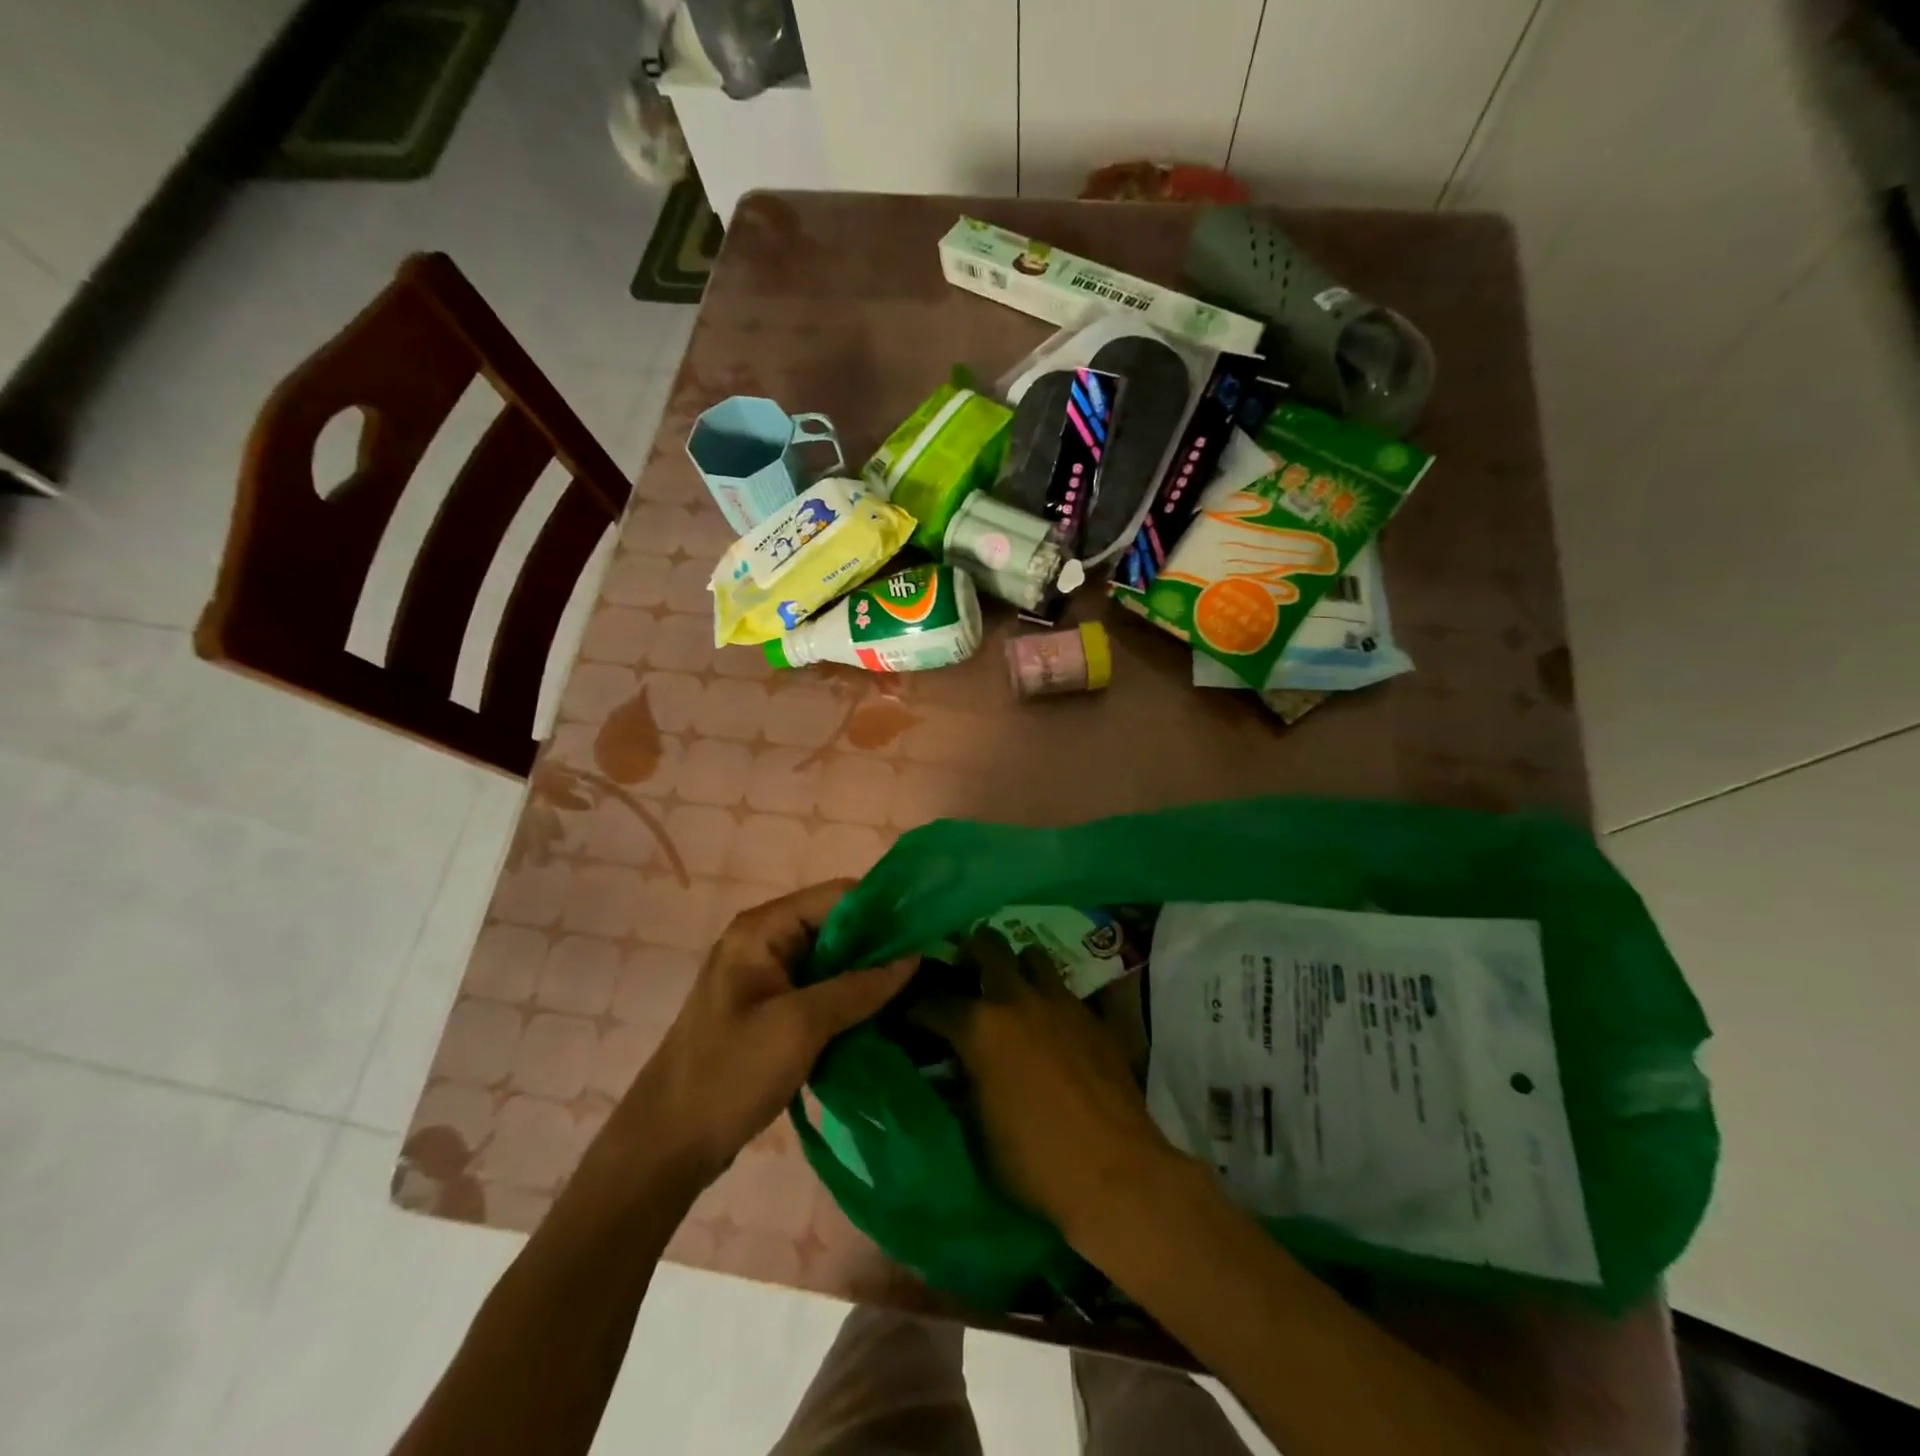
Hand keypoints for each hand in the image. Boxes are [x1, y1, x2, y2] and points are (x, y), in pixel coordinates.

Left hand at [625, 880, 915, 1188]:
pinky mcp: (773, 1010)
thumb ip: (859, 987)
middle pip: (837, 926)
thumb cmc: (728, 1074)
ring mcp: (768, 977)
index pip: (837, 896)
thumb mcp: (800, 1026)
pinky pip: (822, 990)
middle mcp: (765, 941)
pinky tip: (884, 1014)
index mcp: (762, 929)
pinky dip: (851, 998)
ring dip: (869, 974)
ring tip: (917, 988)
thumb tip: (914, 957)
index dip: (883, 910)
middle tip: (930, 966)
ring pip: (833, 961)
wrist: (666, 1145)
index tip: (927, 932)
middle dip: (880, 944)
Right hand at [917, 931, 1183, 1247]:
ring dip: (1018, 966)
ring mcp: (1062, 1003)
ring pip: (1034, 956)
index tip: (912, 1014)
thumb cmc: (1035, 1162)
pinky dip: (1052, 999)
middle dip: (972, 951)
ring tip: (1013, 987)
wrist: (1116, 1173)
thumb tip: (954, 1067)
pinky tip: (1052, 1024)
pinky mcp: (1095, 1017)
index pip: (935, 1002)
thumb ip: (962, 1086)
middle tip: (966, 969)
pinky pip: (1067, 990)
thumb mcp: (977, 1131)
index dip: (917, 1008)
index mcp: (981, 1028)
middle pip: (989, 946)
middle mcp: (1019, 1000)